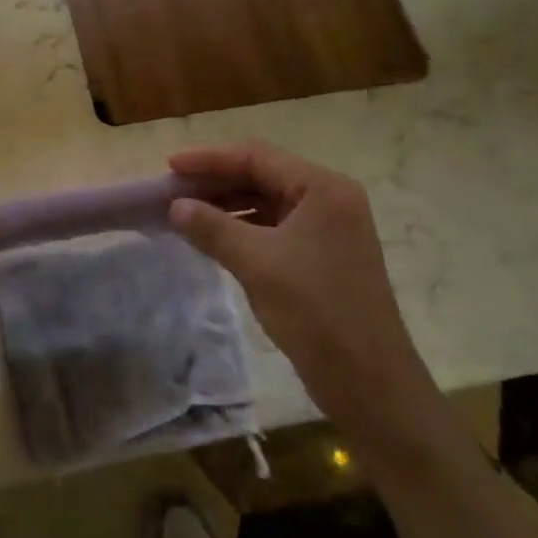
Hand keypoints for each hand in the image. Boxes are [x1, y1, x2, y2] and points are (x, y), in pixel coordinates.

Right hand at [168, 142, 438, 454]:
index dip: (210, 159)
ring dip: (227, 205)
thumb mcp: (256, 263)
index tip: (170, 166)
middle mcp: (329, 199)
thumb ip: (212, 227)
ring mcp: (328, 229)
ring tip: (185, 212)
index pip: (257, 157)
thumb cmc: (315, 310)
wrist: (368, 380)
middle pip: (263, 176)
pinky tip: (214, 237)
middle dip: (216, 182)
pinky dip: (242, 228)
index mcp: (322, 188)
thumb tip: (176, 207)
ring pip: (267, 202)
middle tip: (172, 190)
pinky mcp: (322, 256)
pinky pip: (274, 228)